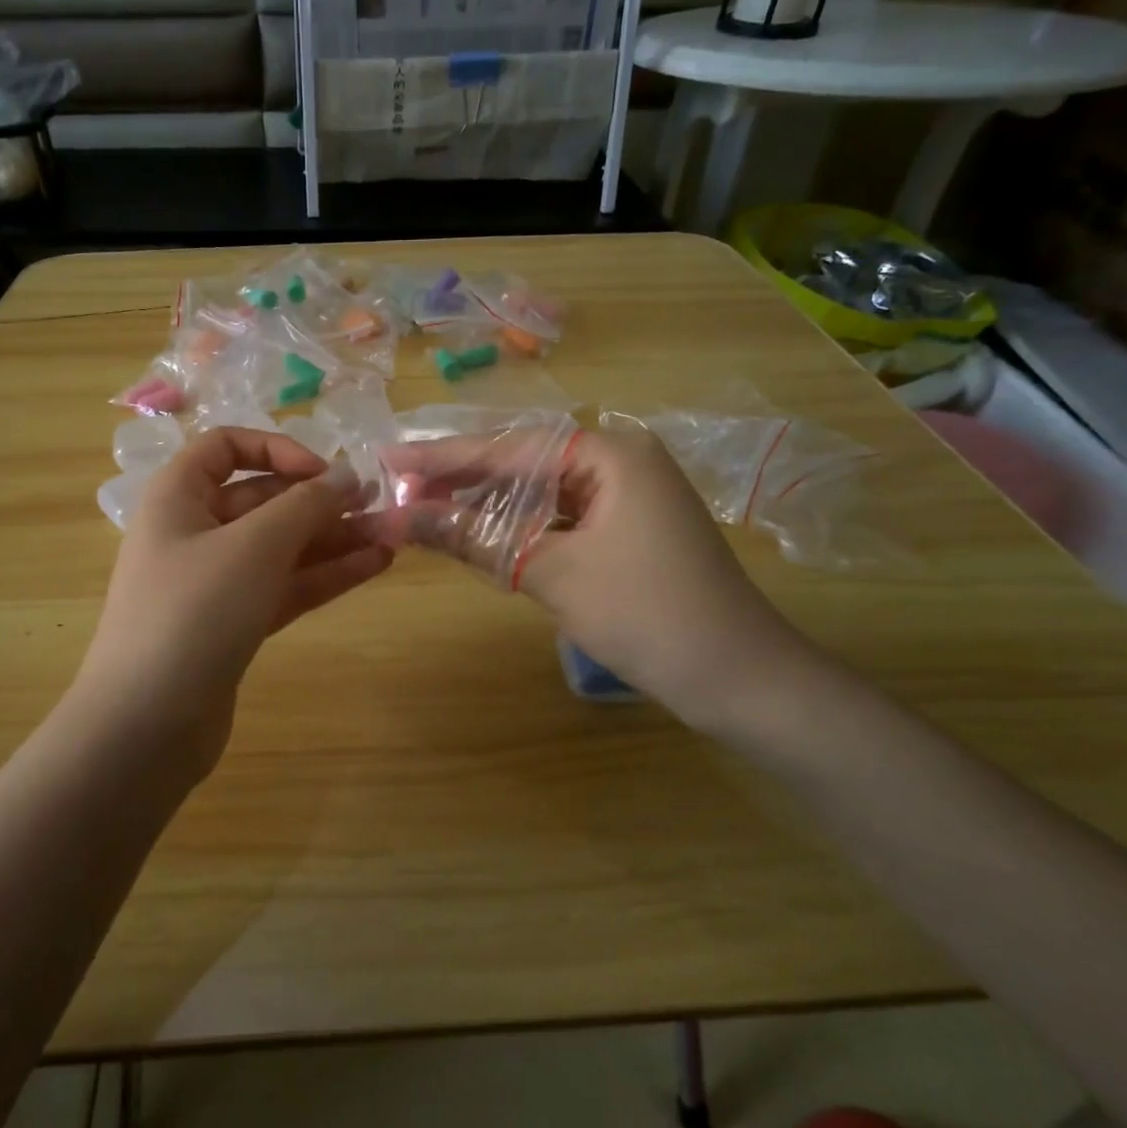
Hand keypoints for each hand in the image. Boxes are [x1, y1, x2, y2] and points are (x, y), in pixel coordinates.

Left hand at [74, 428, 391, 782]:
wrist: (146, 726)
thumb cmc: (193, 613)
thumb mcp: (254, 546)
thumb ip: (305, 505)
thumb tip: (346, 476)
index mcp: (178, 497)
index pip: (227, 447)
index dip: (277, 450)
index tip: (324, 473)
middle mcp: (193, 532)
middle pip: (262, 500)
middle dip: (319, 501)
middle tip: (377, 506)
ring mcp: (214, 582)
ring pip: (280, 548)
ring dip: (332, 540)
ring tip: (390, 537)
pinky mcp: (233, 624)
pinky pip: (283, 586)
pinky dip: (324, 576)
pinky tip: (372, 566)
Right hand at [374, 428, 809, 727]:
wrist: (738, 679)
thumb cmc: (647, 616)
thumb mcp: (551, 573)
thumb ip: (473, 538)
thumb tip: (397, 517)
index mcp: (610, 453)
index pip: (508, 448)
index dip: (442, 457)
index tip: (388, 457)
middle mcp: (618, 461)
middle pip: (521, 463)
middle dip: (460, 478)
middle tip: (398, 486)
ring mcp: (626, 495)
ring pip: (538, 491)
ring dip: (485, 504)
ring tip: (424, 507)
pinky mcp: (626, 528)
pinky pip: (558, 516)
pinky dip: (518, 526)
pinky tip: (477, 532)